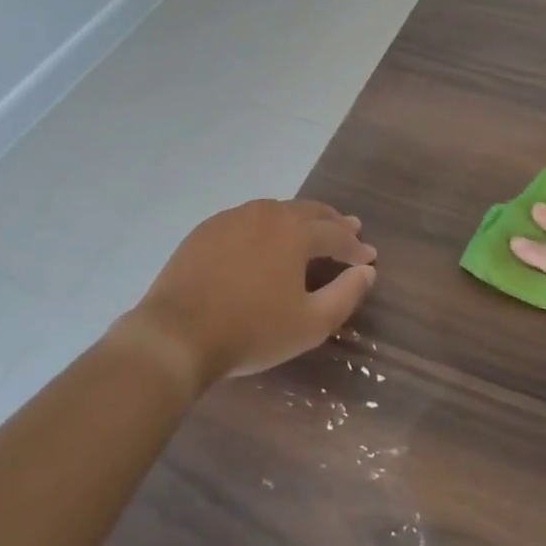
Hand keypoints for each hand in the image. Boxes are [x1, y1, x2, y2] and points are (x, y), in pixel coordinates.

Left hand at [117, 200, 377, 392]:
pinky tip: (265, 241)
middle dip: (332, 222)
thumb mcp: (310, 324)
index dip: (355, 246)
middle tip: (349, 229)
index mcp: (295, 231)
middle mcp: (266, 213)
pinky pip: (247, 220)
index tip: (368, 257)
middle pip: (308, 211)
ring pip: (276, 211)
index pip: (336, 234)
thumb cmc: (251, 331)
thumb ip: (346, 294)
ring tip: (310, 232)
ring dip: (300, 220)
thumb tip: (366, 271)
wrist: (177, 334)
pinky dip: (267, 227)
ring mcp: (232, 218)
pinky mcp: (206, 230)